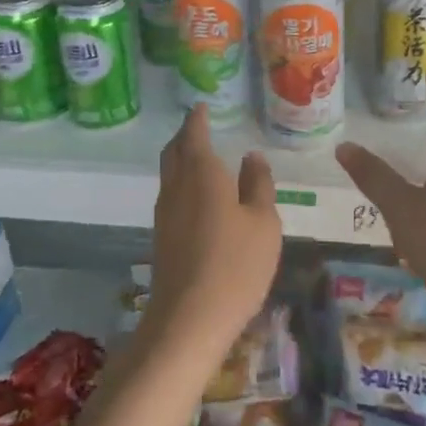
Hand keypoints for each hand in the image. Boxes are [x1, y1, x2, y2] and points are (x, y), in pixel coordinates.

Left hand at [148, 105, 281, 354]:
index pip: (195, 134)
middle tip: (199, 127)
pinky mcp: (162, 236)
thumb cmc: (236, 265)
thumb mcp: (264, 223)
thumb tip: (251, 157)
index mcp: (202, 173)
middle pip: (174, 151)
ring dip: (181, 159)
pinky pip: (170, 195)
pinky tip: (198, 196)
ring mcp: (164, 213)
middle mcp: (176, 186)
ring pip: (169, 173)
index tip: (202, 106)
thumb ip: (259, 185)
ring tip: (201, 156)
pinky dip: (182, 182)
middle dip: (185, 135)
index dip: (198, 118)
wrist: (188, 319)